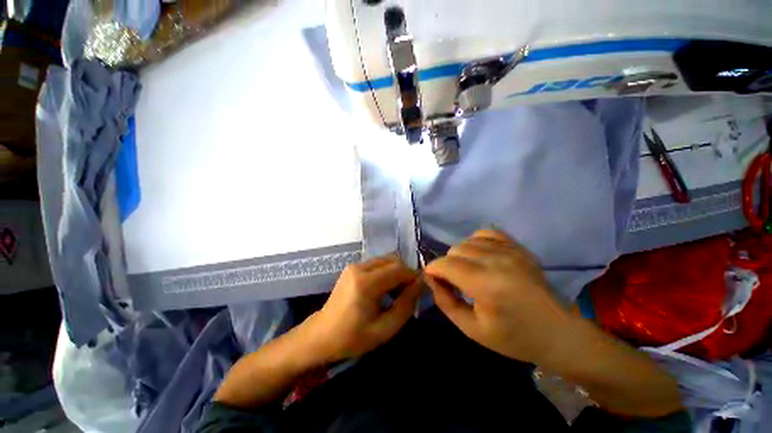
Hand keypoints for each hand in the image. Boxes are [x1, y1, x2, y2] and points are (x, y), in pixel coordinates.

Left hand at [301, 255, 421, 362]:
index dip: (413, 277)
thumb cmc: (353, 337)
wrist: (321, 335)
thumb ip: (405, 305)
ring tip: (397, 292)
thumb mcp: (385, 329)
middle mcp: (360, 267)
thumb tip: (420, 285)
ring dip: (396, 272)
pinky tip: (385, 288)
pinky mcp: (352, 267)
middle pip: (393, 260)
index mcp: (366, 283)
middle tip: (408, 292)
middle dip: (405, 273)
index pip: (399, 269)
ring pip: (385, 260)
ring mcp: (354, 265)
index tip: (420, 289)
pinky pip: (377, 263)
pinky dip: (386, 272)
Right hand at [424, 229, 572, 364]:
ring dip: (460, 254)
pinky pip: (487, 233)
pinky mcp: (518, 247)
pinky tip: (479, 255)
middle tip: (452, 281)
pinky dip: (476, 241)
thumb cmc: (514, 338)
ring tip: (466, 270)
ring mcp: (510, 251)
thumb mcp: (472, 329)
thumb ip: (445, 302)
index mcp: (487, 285)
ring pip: (467, 241)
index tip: (431, 278)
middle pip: (455, 250)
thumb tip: (431, 279)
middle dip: (446, 264)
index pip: (446, 264)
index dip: (432, 269)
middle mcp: (497, 261)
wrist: (558, 333)